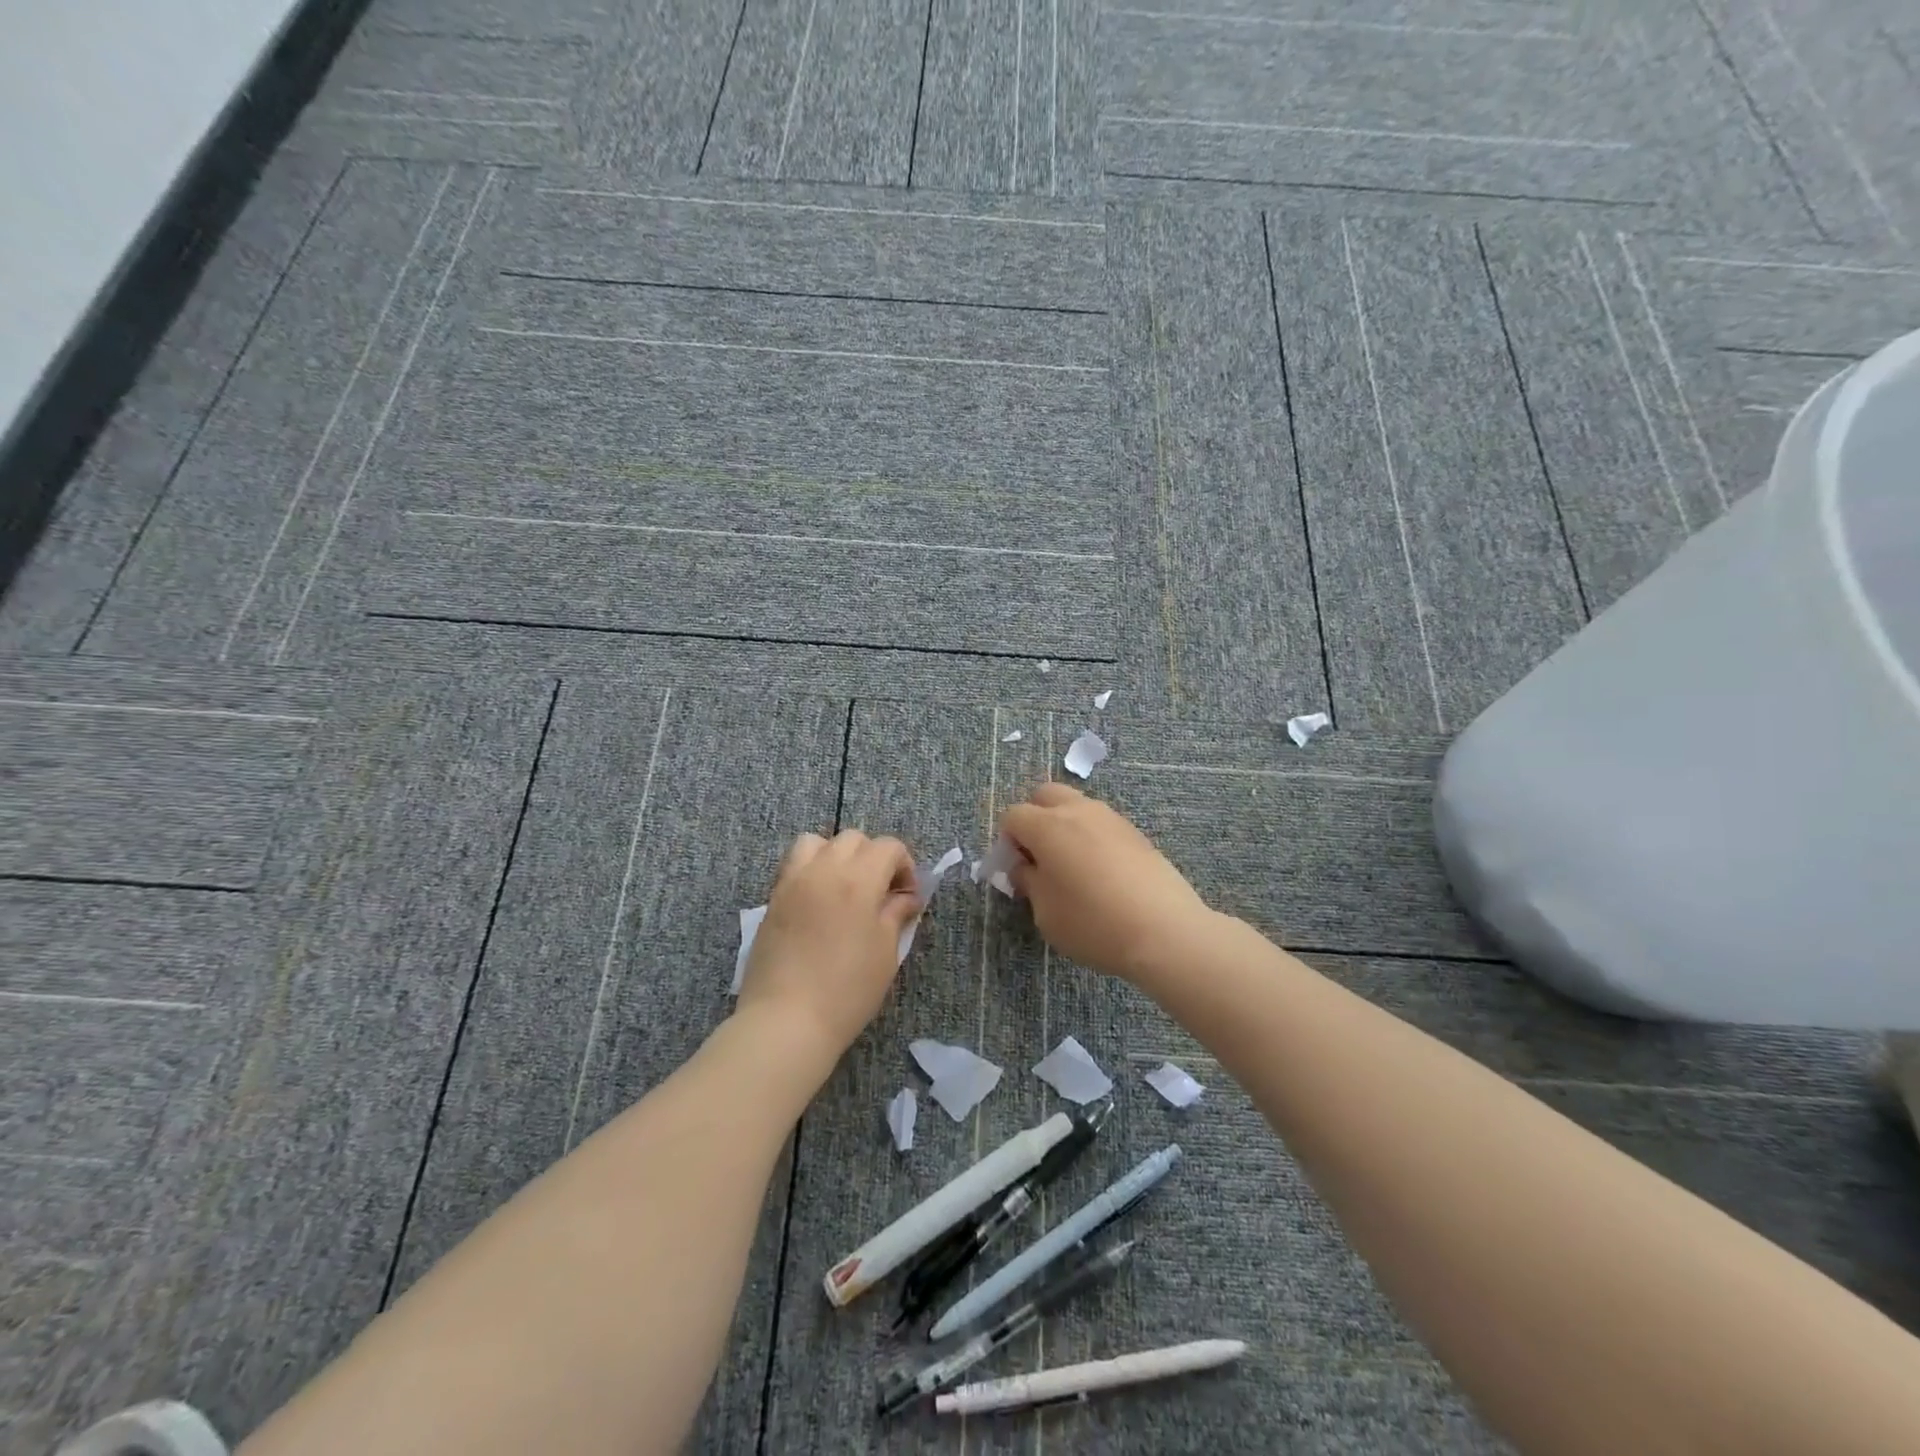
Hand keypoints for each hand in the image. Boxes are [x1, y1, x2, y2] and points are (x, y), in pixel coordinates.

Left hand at [735, 830, 920, 1060]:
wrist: (786, 1020)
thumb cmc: (847, 990)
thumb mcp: (886, 953)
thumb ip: (896, 914)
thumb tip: (906, 896)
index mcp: (859, 879)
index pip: (888, 846)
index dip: (904, 865)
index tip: (907, 896)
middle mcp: (824, 869)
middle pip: (853, 839)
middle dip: (873, 857)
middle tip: (879, 892)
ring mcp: (793, 881)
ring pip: (817, 842)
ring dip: (836, 855)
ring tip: (843, 887)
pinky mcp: (773, 898)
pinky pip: (794, 865)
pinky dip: (811, 870)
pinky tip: (819, 903)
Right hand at [1000, 784, 1214, 982]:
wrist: (1163, 931)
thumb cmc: (1092, 924)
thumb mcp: (1045, 912)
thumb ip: (1029, 882)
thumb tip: (1024, 867)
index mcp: (1047, 826)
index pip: (1013, 815)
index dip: (1008, 840)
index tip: (1017, 869)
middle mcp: (1078, 810)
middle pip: (1045, 795)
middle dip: (1034, 818)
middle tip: (1039, 856)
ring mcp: (1111, 818)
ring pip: (1077, 805)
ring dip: (1065, 825)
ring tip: (1072, 866)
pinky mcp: (1135, 832)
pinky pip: (1101, 823)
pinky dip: (1091, 837)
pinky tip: (1101, 873)